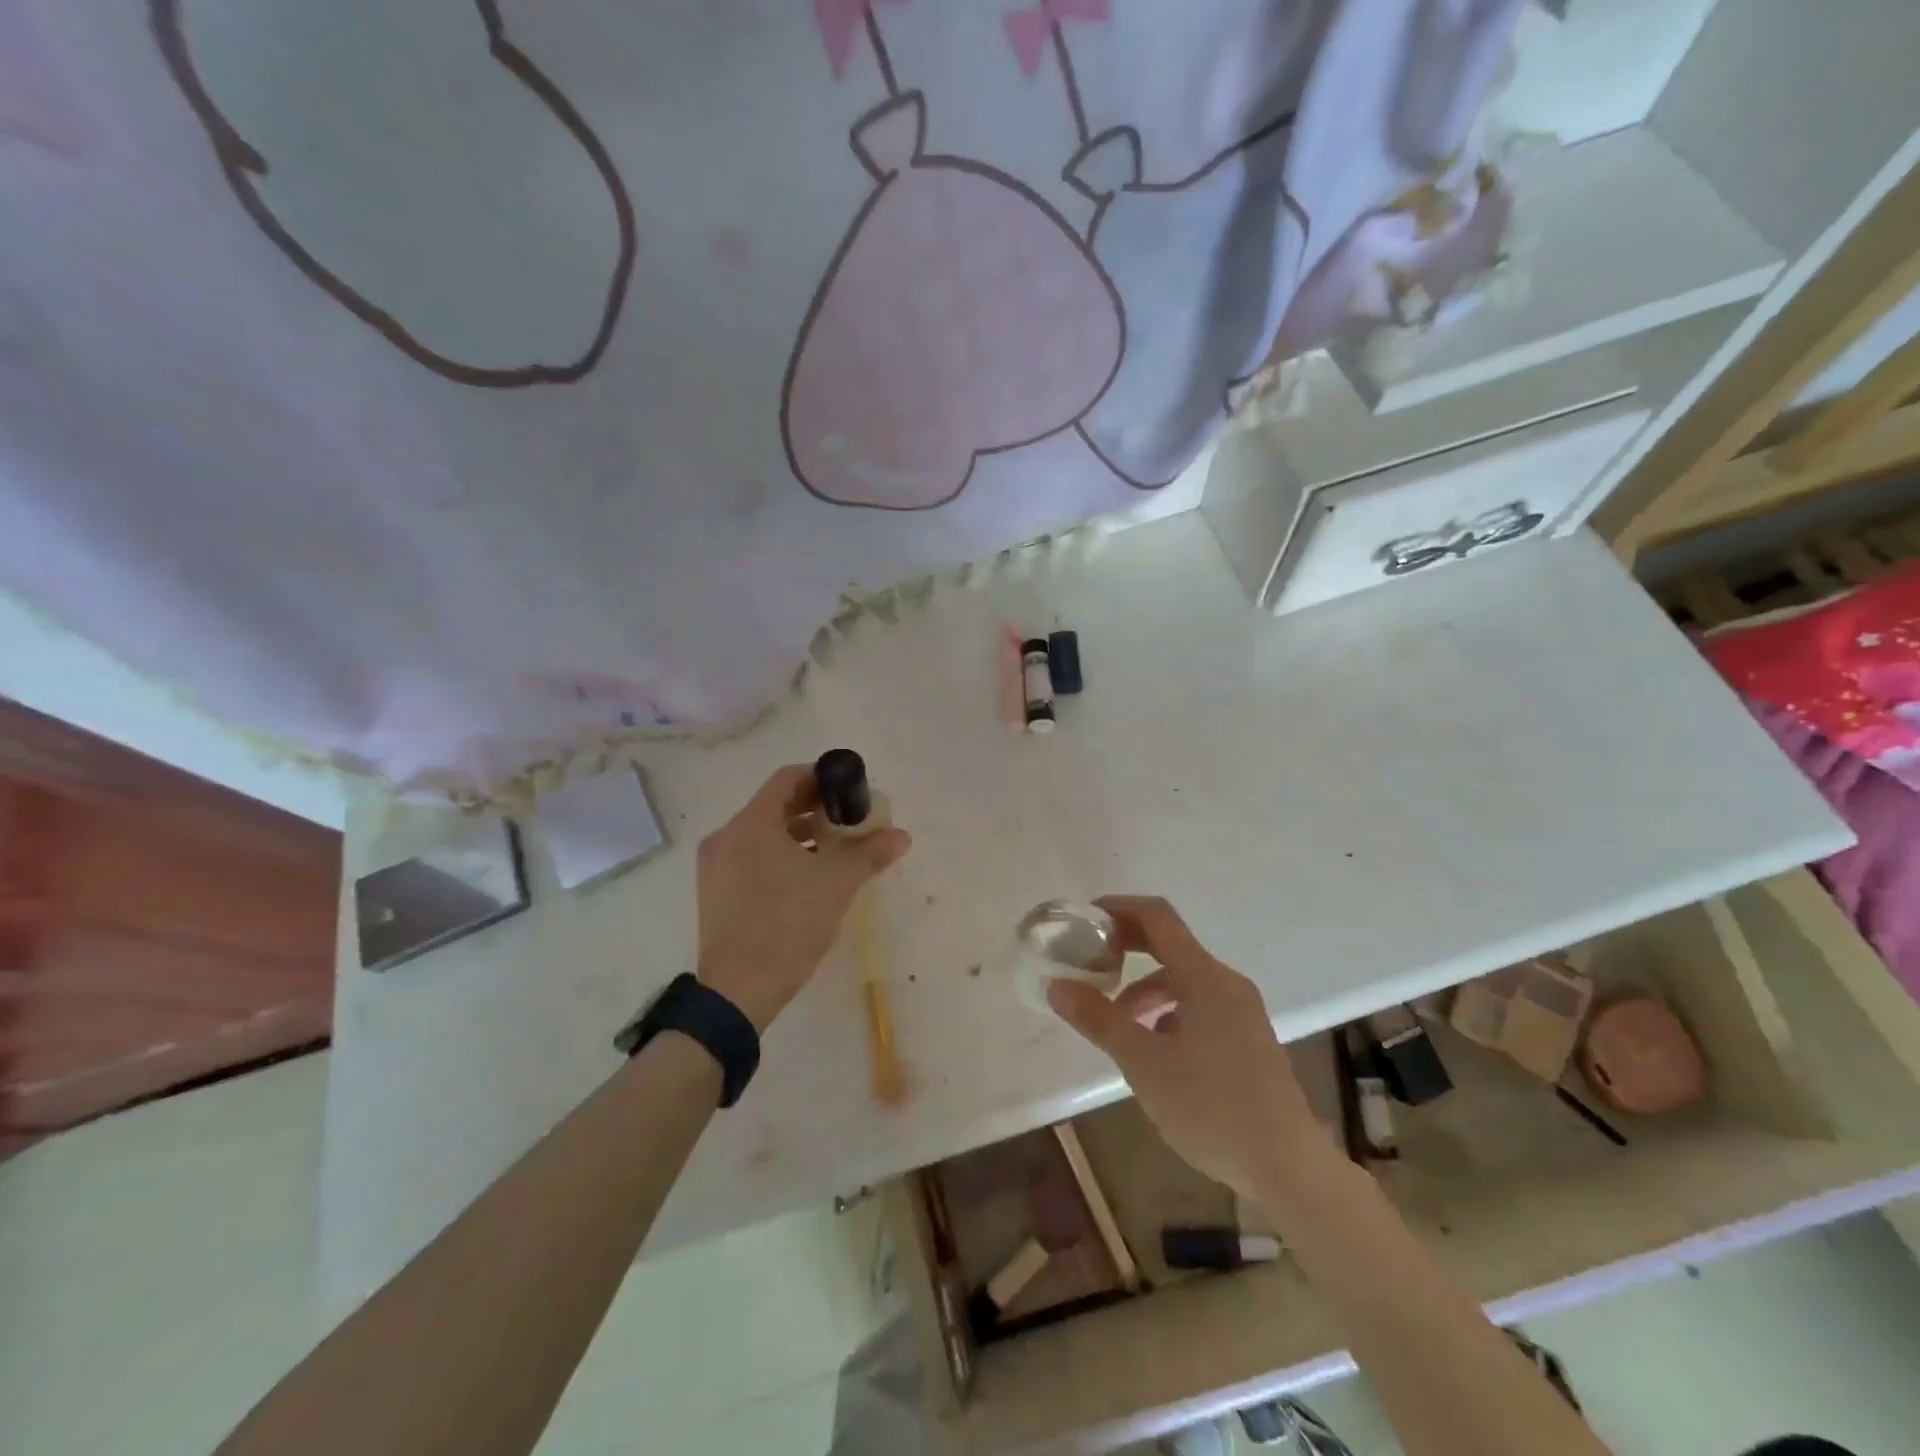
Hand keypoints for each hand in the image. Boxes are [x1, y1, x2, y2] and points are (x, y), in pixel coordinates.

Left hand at [696, 764, 910, 1032]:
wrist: (738, 992)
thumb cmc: (787, 925)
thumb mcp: (837, 884)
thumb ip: (870, 853)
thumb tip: (901, 836)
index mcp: (751, 824)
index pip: (787, 778)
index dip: (821, 776)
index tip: (850, 788)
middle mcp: (726, 837)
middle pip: (775, 805)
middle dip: (814, 807)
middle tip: (849, 818)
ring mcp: (716, 867)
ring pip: (763, 833)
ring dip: (799, 833)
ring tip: (835, 847)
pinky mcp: (715, 893)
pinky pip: (751, 857)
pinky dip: (780, 855)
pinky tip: (808, 875)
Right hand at [1047, 896, 1326, 1197]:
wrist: (1288, 1167)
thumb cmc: (1211, 1108)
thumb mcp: (1143, 1063)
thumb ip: (1099, 1019)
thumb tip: (1057, 985)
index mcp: (1204, 977)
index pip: (1157, 917)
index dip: (1119, 908)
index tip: (1084, 921)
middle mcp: (1226, 982)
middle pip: (1170, 943)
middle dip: (1127, 946)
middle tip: (1089, 960)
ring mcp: (1241, 1010)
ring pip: (1184, 978)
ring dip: (1145, 986)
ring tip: (1115, 1017)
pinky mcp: (1247, 1037)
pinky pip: (1200, 1004)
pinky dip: (1168, 1009)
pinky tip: (1153, 1048)